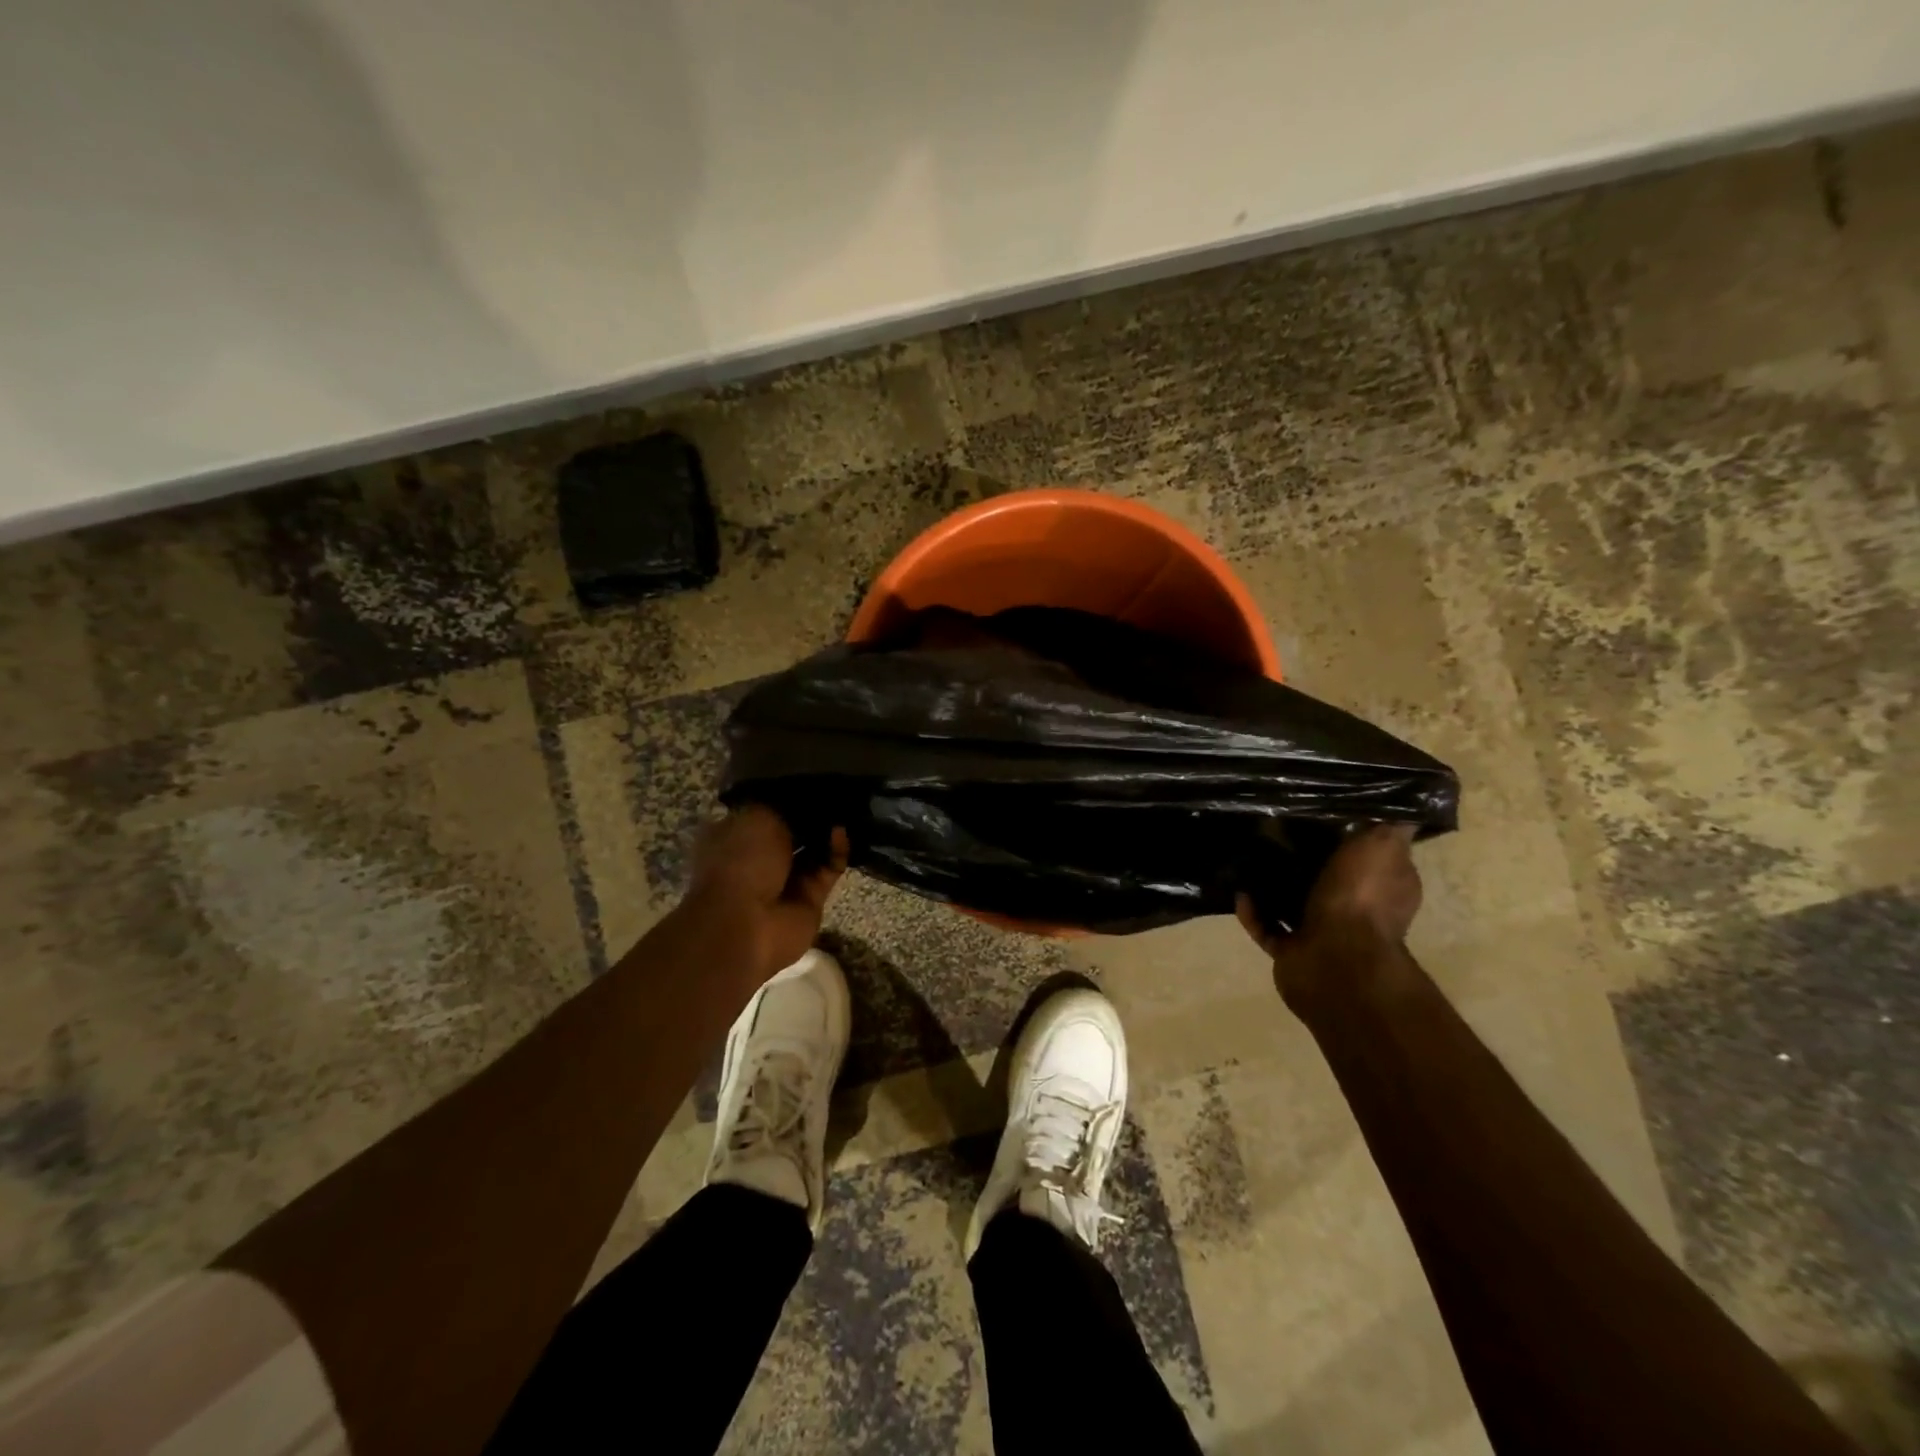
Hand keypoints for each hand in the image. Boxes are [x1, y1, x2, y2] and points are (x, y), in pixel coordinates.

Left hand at [684, 806, 847, 984]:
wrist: (745, 924)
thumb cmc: (740, 861)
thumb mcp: (756, 814)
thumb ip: (784, 802)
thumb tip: (806, 796)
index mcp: (735, 834)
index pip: (765, 808)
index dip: (788, 794)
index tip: (811, 777)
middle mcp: (760, 856)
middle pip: (794, 829)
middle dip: (813, 813)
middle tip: (836, 790)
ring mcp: (786, 880)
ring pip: (815, 849)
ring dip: (829, 830)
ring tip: (847, 805)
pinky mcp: (811, 897)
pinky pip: (829, 868)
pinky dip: (837, 851)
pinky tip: (841, 832)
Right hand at [1237, 824, 1420, 998]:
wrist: (1335, 961)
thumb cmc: (1361, 898)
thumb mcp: (1384, 846)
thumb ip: (1390, 824)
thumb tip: (1402, 798)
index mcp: (1386, 885)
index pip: (1371, 853)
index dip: (1352, 832)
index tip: (1323, 809)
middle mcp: (1359, 909)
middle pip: (1329, 875)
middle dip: (1304, 856)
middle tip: (1274, 828)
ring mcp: (1325, 932)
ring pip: (1296, 901)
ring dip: (1273, 883)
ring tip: (1248, 856)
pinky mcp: (1293, 950)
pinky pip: (1267, 926)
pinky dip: (1253, 912)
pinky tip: (1239, 892)